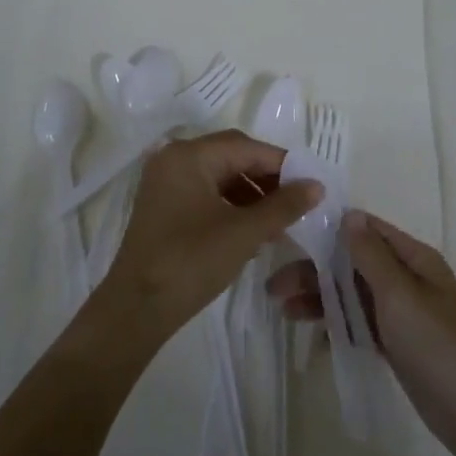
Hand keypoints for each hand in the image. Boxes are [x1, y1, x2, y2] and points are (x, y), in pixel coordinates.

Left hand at [98, 131, 322, 347]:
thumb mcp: (244, 232)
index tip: (311, 185)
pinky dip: (231, 205)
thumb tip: (317, 185)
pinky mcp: (163, 205)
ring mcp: (165, 182)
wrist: (137, 308)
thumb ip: (284, 205)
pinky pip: (205, 192)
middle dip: (267, 178)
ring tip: (279, 220)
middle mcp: (174, 159)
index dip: (282, 164)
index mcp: (189, 156)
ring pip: (220, 175)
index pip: (246, 147)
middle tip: (297, 202)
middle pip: (232, 156)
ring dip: (251, 193)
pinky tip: (252, 229)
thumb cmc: (192, 261)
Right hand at [269, 211, 455, 455]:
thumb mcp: (401, 295)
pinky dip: (337, 325)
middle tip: (275, 287)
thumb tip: (349, 215)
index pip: (367, 230)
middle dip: (316, 270)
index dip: (330, 229)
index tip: (290, 234)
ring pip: (353, 295)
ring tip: (284, 310)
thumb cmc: (440, 346)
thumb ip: (371, 255)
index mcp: (414, 259)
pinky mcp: (398, 345)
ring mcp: (403, 315)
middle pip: (354, 264)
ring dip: (321, 298)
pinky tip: (312, 334)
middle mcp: (407, 280)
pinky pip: (361, 325)